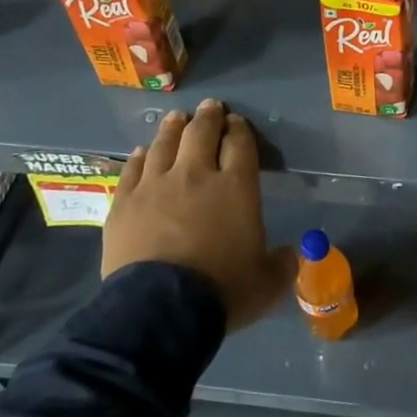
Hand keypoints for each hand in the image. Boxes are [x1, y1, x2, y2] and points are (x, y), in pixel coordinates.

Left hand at [101, 98, 294, 331]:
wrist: (160, 309)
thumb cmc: (222, 290)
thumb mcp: (267, 283)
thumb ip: (283, 264)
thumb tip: (292, 255)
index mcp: (236, 188)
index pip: (240, 145)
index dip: (239, 130)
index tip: (237, 123)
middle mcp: (196, 176)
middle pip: (201, 134)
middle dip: (209, 117)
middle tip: (211, 107)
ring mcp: (155, 186)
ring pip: (164, 144)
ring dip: (173, 128)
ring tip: (177, 118)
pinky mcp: (124, 203)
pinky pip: (132, 169)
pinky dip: (140, 157)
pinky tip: (142, 152)